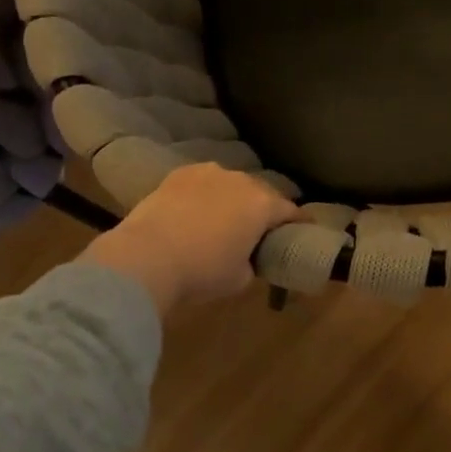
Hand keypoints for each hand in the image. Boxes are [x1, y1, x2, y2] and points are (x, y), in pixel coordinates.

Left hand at [81, 164, 300, 313]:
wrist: (146, 257)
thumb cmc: (202, 271)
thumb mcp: (239, 278)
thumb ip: (252, 262)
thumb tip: (246, 257)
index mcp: (262, 205)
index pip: (291, 210)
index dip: (299, 220)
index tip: (304, 227)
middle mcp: (240, 181)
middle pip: (262, 192)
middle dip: (265, 207)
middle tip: (261, 227)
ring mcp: (208, 173)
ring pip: (231, 183)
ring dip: (234, 197)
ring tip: (226, 215)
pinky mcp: (178, 174)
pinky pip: (203, 182)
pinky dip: (205, 193)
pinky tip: (197, 208)